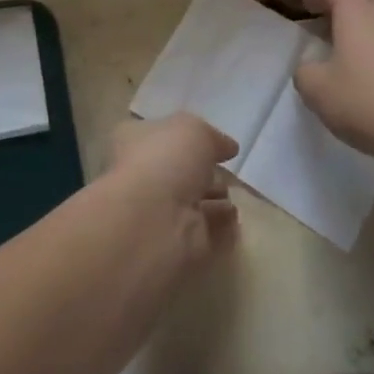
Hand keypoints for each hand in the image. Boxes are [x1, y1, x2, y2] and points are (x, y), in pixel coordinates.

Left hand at [103, 114, 239, 264]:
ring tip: (238, 195)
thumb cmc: (165, 160)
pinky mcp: (179, 244)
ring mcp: (160, 212)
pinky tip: (237, 219)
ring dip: (215, 201)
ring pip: (192, 203)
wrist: (154, 219)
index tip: (216, 145)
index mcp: (135, 141)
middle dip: (204, 173)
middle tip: (230, 173)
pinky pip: (206, 232)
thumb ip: (212, 136)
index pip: (160, 136)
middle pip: (178, 172)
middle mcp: (144, 176)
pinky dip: (222, 228)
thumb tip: (227, 147)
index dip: (187, 138)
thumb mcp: (193, 129)